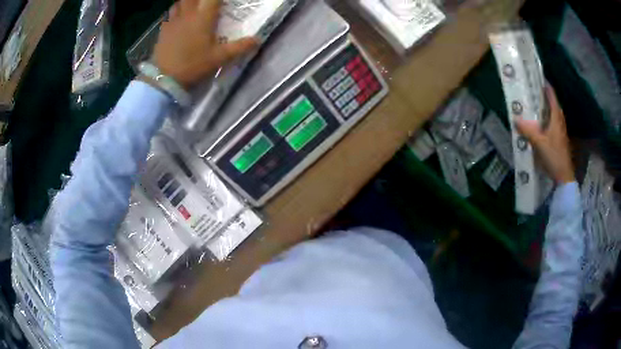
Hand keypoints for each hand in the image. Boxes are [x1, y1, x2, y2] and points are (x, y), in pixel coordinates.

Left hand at [152, 0, 258, 88]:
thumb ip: (239, 47)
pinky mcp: (164, 30)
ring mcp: (174, 21)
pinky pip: (170, 14)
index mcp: (204, 18)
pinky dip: (176, 11)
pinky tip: (179, 17)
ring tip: (193, 6)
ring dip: (188, 1)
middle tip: (206, 4)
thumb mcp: (219, 58)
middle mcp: (188, 14)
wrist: (165, 79)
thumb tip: (258, 40)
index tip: (222, 2)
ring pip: (180, 2)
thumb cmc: (194, 66)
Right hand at [515, 85, 574, 183]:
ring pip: (552, 113)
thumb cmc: (554, 156)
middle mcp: (559, 120)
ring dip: (545, 107)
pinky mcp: (559, 138)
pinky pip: (552, 122)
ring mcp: (560, 130)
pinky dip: (546, 118)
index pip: (551, 96)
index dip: (545, 85)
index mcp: (556, 117)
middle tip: (532, 91)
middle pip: (552, 103)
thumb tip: (515, 118)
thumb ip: (528, 131)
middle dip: (544, 95)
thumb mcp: (539, 143)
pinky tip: (540, 123)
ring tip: (535, 104)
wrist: (564, 175)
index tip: (536, 77)